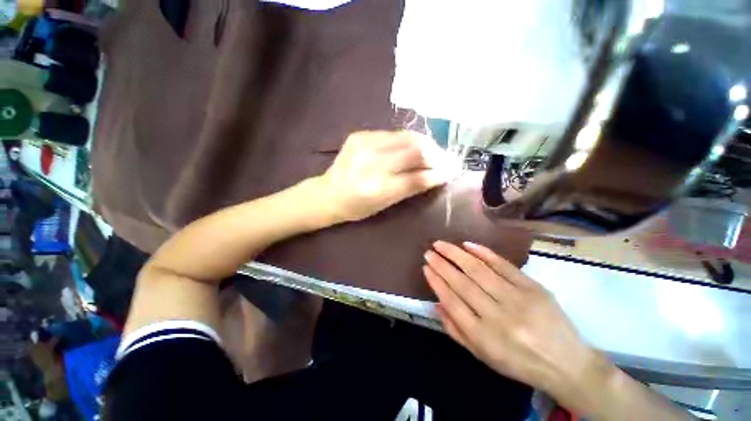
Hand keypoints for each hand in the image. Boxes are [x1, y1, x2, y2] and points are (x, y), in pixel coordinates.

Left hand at [317, 131, 449, 222]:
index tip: (450, 171)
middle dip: (435, 154)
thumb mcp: (385, 204)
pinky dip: (408, 141)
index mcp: (376, 188)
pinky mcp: (360, 134)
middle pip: (414, 150)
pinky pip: (393, 134)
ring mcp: (363, 144)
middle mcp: (370, 163)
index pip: (416, 176)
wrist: (328, 193)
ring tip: (431, 153)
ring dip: (424, 144)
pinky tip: (411, 148)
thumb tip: (437, 175)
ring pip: (406, 137)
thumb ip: (411, 188)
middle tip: (444, 160)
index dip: (437, 172)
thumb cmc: (356, 207)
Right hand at [423, 241, 599, 396]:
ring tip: (441, 244)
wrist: (568, 364)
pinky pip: (504, 265)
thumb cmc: (519, 362)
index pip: (452, 302)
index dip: (437, 282)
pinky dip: (484, 253)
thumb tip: (437, 304)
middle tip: (429, 252)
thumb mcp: (483, 356)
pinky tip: (467, 244)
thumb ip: (456, 331)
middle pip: (463, 284)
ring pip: (479, 271)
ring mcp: (518, 300)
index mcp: (485, 338)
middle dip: (442, 265)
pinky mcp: (533, 287)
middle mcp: (499, 317)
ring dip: (456, 254)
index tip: (426, 268)